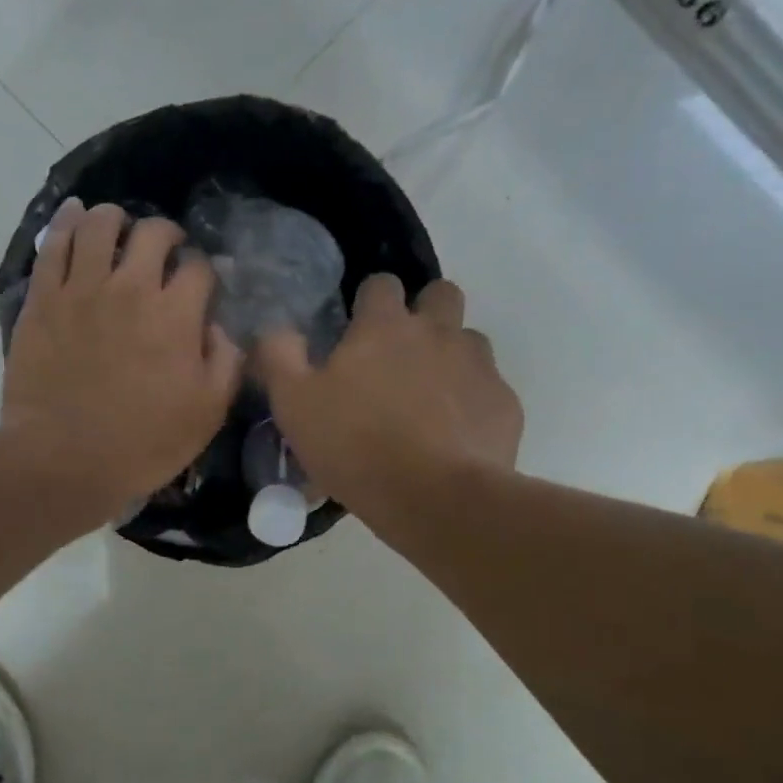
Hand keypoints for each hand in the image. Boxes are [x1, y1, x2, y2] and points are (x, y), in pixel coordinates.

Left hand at [2, 200, 241, 518]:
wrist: (63, 461)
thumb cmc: (142, 444)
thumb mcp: (207, 414)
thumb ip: (225, 362)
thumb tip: (219, 327)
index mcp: (175, 315)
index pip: (199, 268)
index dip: (205, 272)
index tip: (201, 286)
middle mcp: (131, 288)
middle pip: (153, 233)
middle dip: (167, 235)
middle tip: (164, 251)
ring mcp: (82, 289)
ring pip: (100, 224)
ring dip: (116, 218)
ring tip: (119, 227)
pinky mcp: (43, 299)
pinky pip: (54, 244)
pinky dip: (67, 221)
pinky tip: (74, 213)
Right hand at [255, 274, 521, 522]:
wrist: (435, 499)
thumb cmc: (355, 447)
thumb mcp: (293, 405)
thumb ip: (279, 357)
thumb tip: (277, 329)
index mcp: (384, 328)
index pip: (381, 284)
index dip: (369, 301)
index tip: (358, 328)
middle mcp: (437, 333)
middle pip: (441, 294)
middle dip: (424, 311)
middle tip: (402, 353)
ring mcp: (478, 366)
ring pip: (469, 341)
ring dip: (451, 357)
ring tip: (429, 399)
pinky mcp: (504, 404)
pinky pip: (488, 389)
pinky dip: (471, 403)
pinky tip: (454, 436)